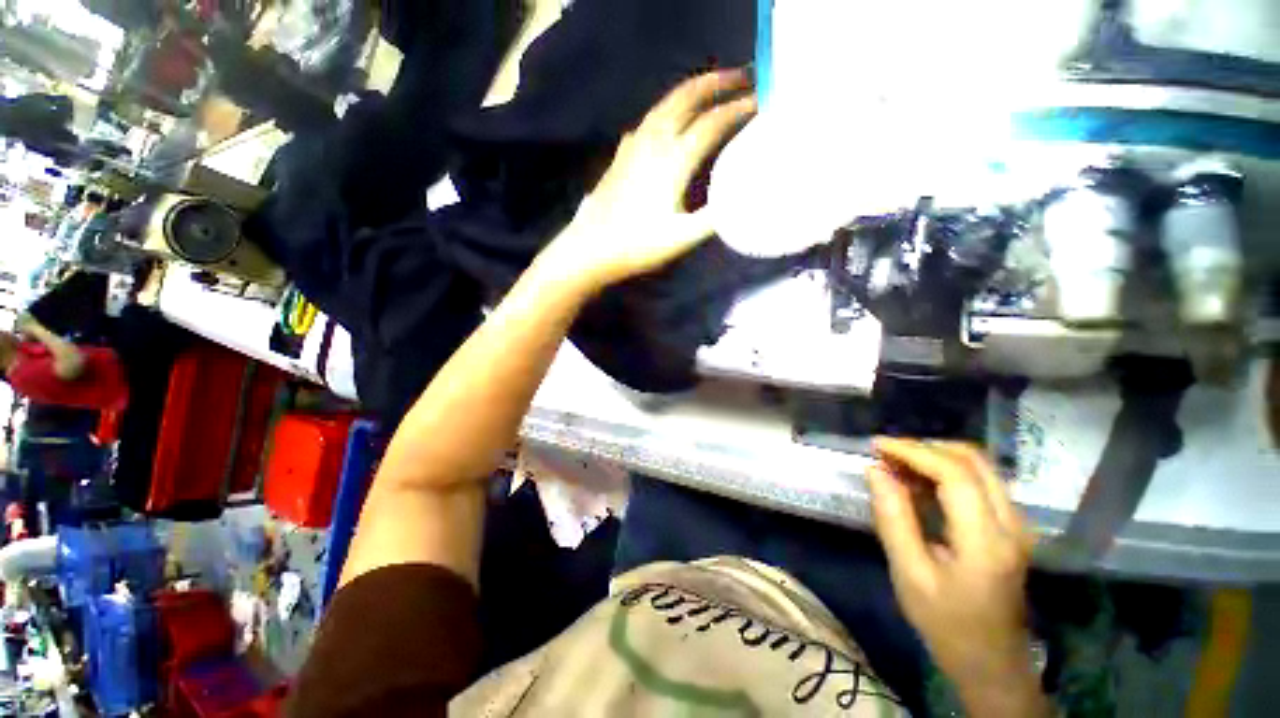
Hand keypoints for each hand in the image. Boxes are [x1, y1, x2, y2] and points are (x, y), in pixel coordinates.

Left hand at [542, 68, 755, 290]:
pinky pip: (650, 118)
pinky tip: (671, 117)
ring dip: (693, 89)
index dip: (739, 109)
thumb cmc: (638, 246)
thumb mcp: (681, 238)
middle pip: (688, 97)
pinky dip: (669, 108)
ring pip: (667, 102)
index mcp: (673, 160)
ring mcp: (634, 144)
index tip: (762, 101)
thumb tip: (742, 199)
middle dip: (718, 82)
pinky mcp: (622, 153)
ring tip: (713, 87)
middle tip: (743, 75)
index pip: (713, 123)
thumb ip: (714, 217)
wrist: (591, 248)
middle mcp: (654, 141)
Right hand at [867, 438, 1048, 714]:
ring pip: (979, 467)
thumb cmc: (946, 622)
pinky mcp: (1011, 527)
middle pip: (973, 460)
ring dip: (935, 457)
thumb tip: (876, 471)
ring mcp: (1016, 524)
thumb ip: (893, 518)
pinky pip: (980, 482)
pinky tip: (918, 483)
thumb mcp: (909, 574)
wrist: (991, 661)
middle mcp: (1011, 523)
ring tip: (896, 464)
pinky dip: (946, 471)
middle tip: (886, 453)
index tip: (877, 446)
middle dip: (924, 447)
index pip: (955, 474)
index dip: (913, 452)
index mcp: (986, 540)